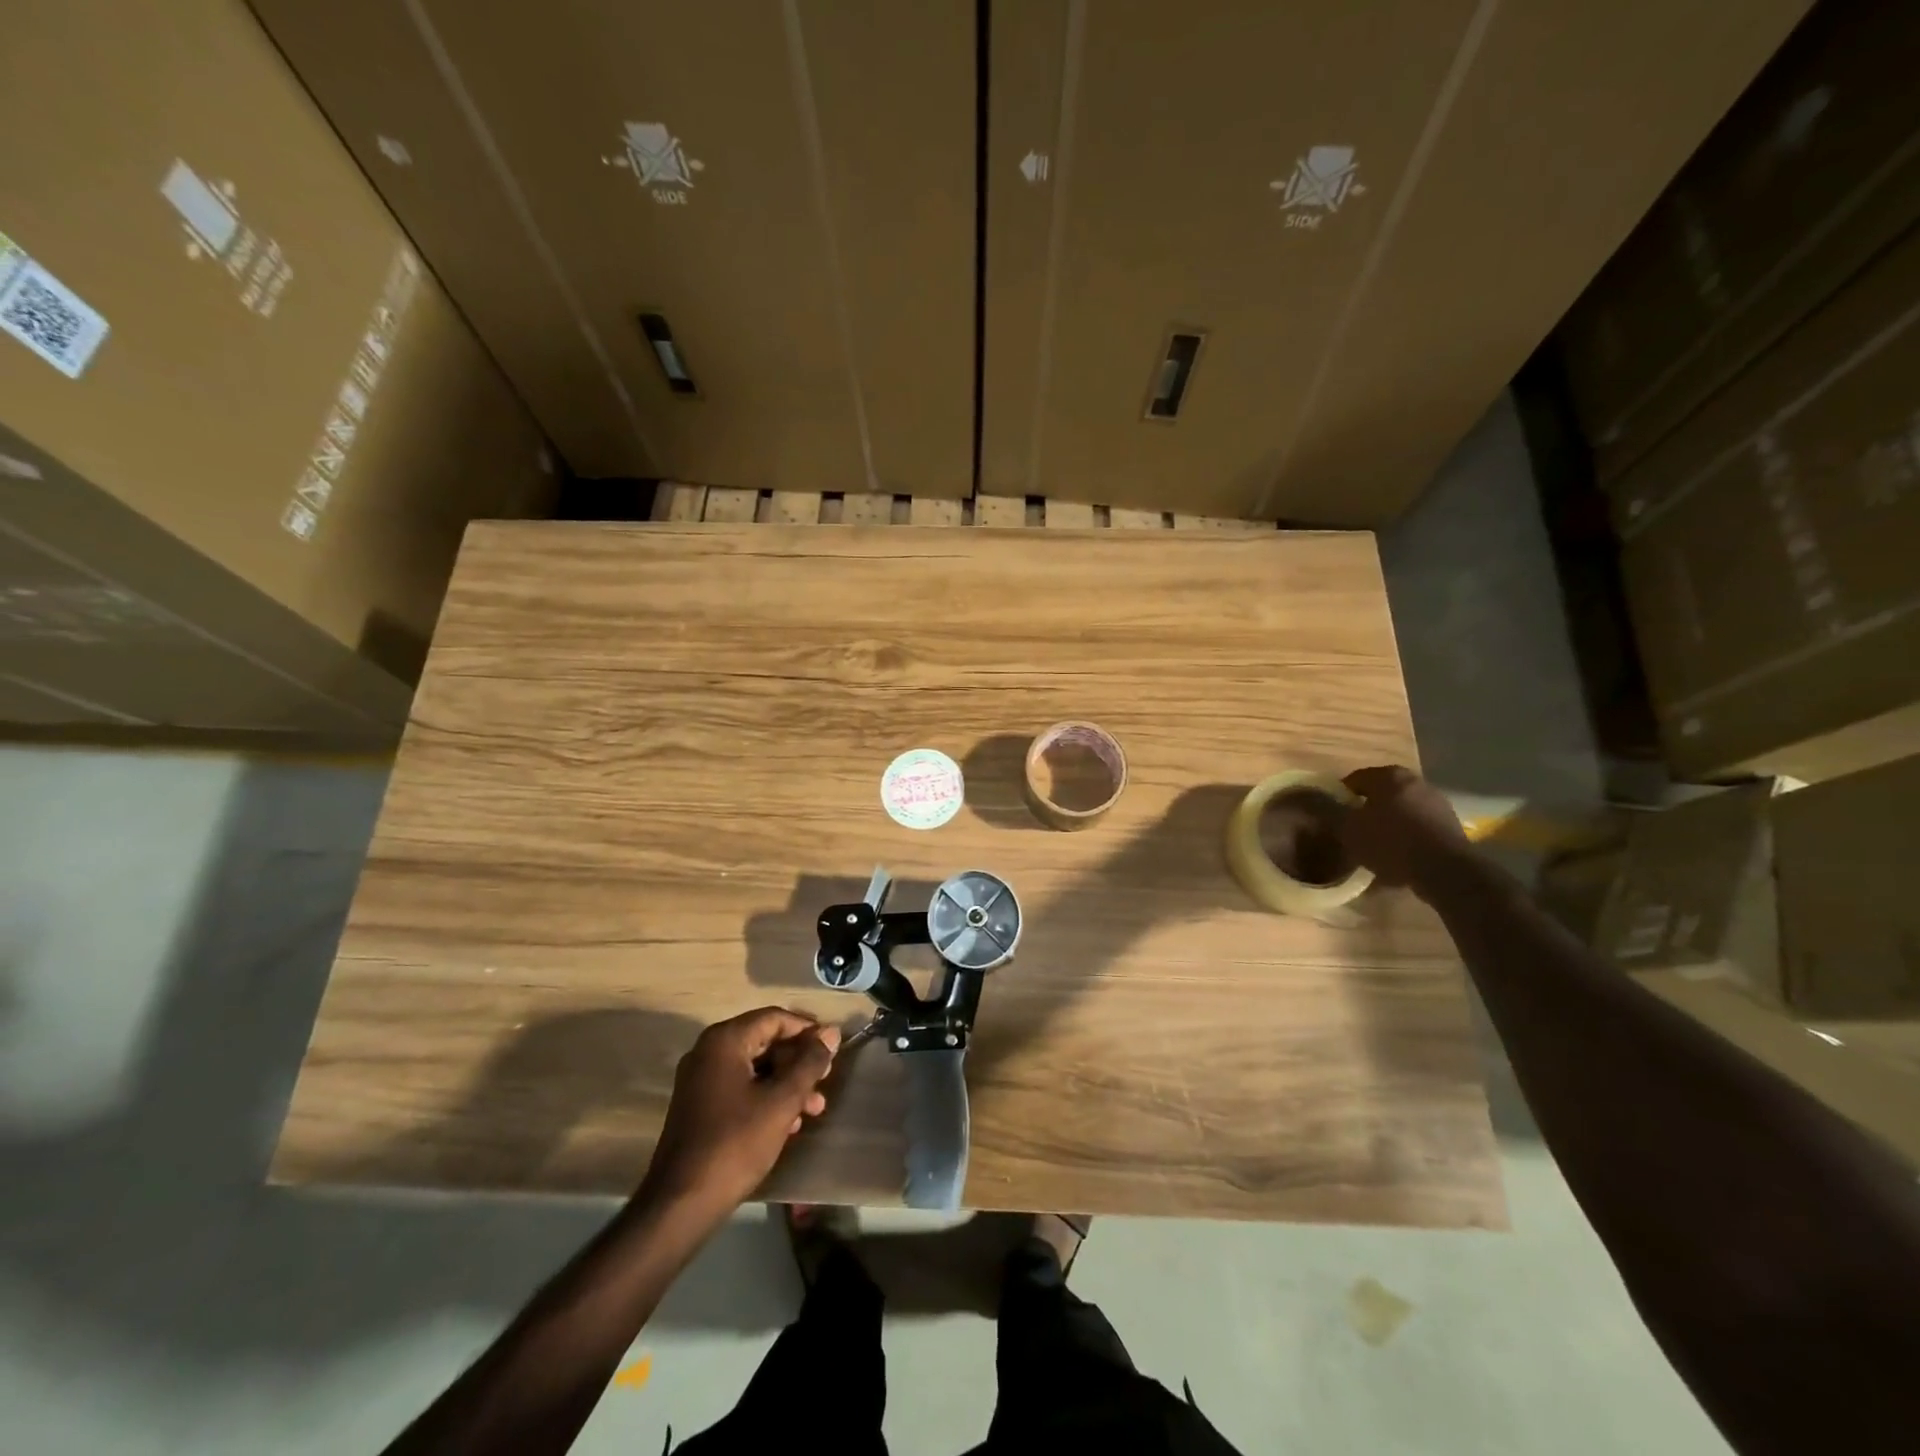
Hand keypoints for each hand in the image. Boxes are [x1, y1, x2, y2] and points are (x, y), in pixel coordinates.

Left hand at [639, 1008, 840, 1219]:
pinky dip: (767, 1098)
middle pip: (765, 1042)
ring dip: (787, 1083)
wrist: (681, 1204)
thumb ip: (809, 1063)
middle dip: (799, 1062)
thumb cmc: (735, 1143)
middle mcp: (708, 1052)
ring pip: (755, 1068)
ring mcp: (700, 1080)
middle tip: (826, 1080)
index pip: (774, 1018)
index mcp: (724, 1041)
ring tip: (814, 1109)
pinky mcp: (699, 1106)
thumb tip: (831, 1033)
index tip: (833, 1049)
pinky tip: (789, 1124)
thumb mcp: (782, 1101)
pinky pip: (740, 1088)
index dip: (807, 1031)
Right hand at [1339, 765, 1471, 894]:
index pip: (1355, 779)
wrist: (1444, 869)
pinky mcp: (1451, 825)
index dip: (1340, 795)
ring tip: (1375, 844)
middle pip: (1382, 793)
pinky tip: (1398, 855)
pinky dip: (1407, 836)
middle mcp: (1415, 781)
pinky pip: (1419, 826)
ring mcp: (1437, 802)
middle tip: (1353, 827)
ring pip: (1402, 809)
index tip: (1332, 812)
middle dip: (1367, 808)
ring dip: (1389, 822)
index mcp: (1388, 776)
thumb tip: (1321, 807)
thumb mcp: (1349, 830)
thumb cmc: (1389, 842)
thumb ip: (1333, 815)